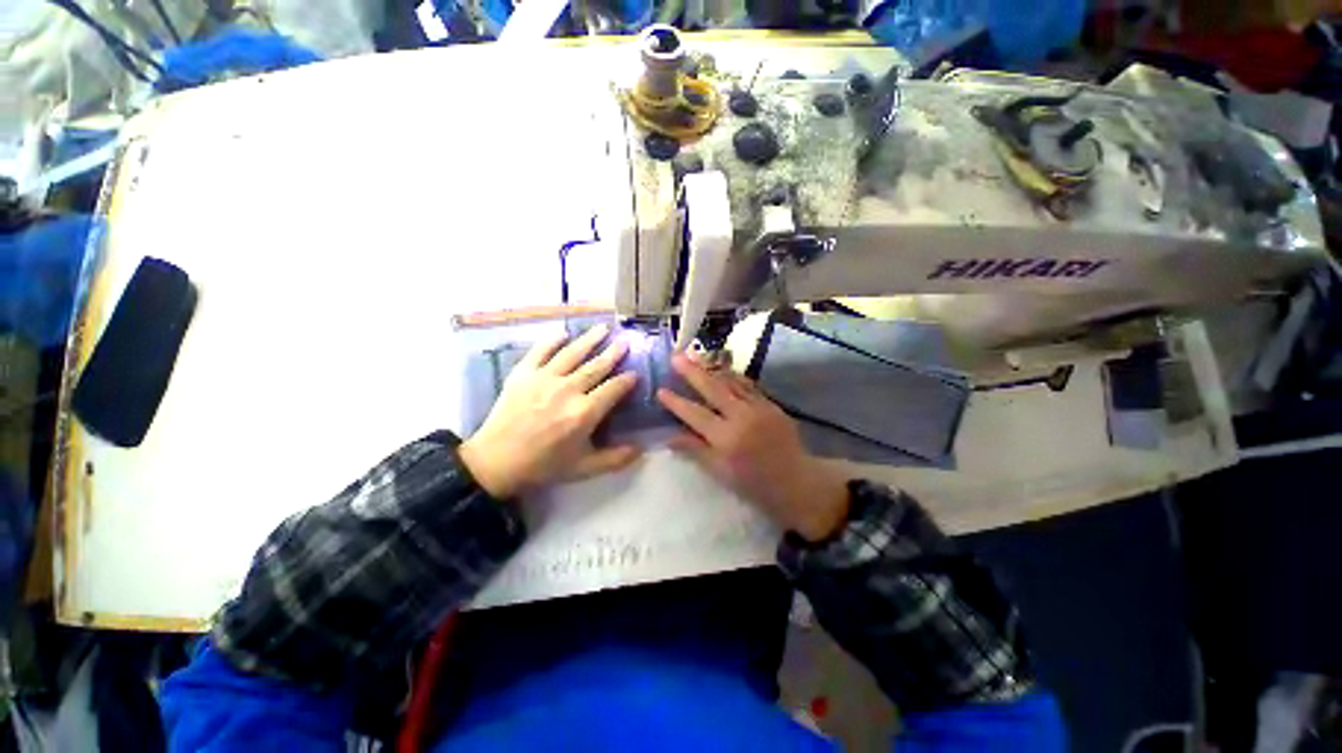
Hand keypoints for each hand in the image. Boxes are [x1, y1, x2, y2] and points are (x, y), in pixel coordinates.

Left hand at [459, 324, 641, 497]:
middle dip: (614, 353)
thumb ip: (615, 459)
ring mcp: (544, 378)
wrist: (496, 462)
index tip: (635, 373)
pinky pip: (540, 351)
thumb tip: (641, 449)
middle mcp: (568, 390)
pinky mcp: (523, 373)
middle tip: (625, 341)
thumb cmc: (543, 465)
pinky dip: (552, 340)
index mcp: (585, 412)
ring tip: (603, 328)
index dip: (627, 380)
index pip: (614, 389)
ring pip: (573, 353)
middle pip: (597, 366)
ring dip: (590, 339)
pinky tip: (563, 332)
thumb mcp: (583, 468)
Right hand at [656, 354, 849, 541]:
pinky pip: (748, 385)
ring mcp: (759, 407)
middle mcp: (742, 417)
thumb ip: (696, 450)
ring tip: (695, 356)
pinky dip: (732, 376)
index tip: (660, 390)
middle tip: (676, 357)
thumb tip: (669, 436)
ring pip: (731, 381)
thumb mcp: (721, 472)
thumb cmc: (754, 483)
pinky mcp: (771, 404)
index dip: (676, 402)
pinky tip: (722, 369)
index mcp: (727, 438)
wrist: (796, 481)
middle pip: (713, 388)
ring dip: (711, 368)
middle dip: (692, 372)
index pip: (695, 414)